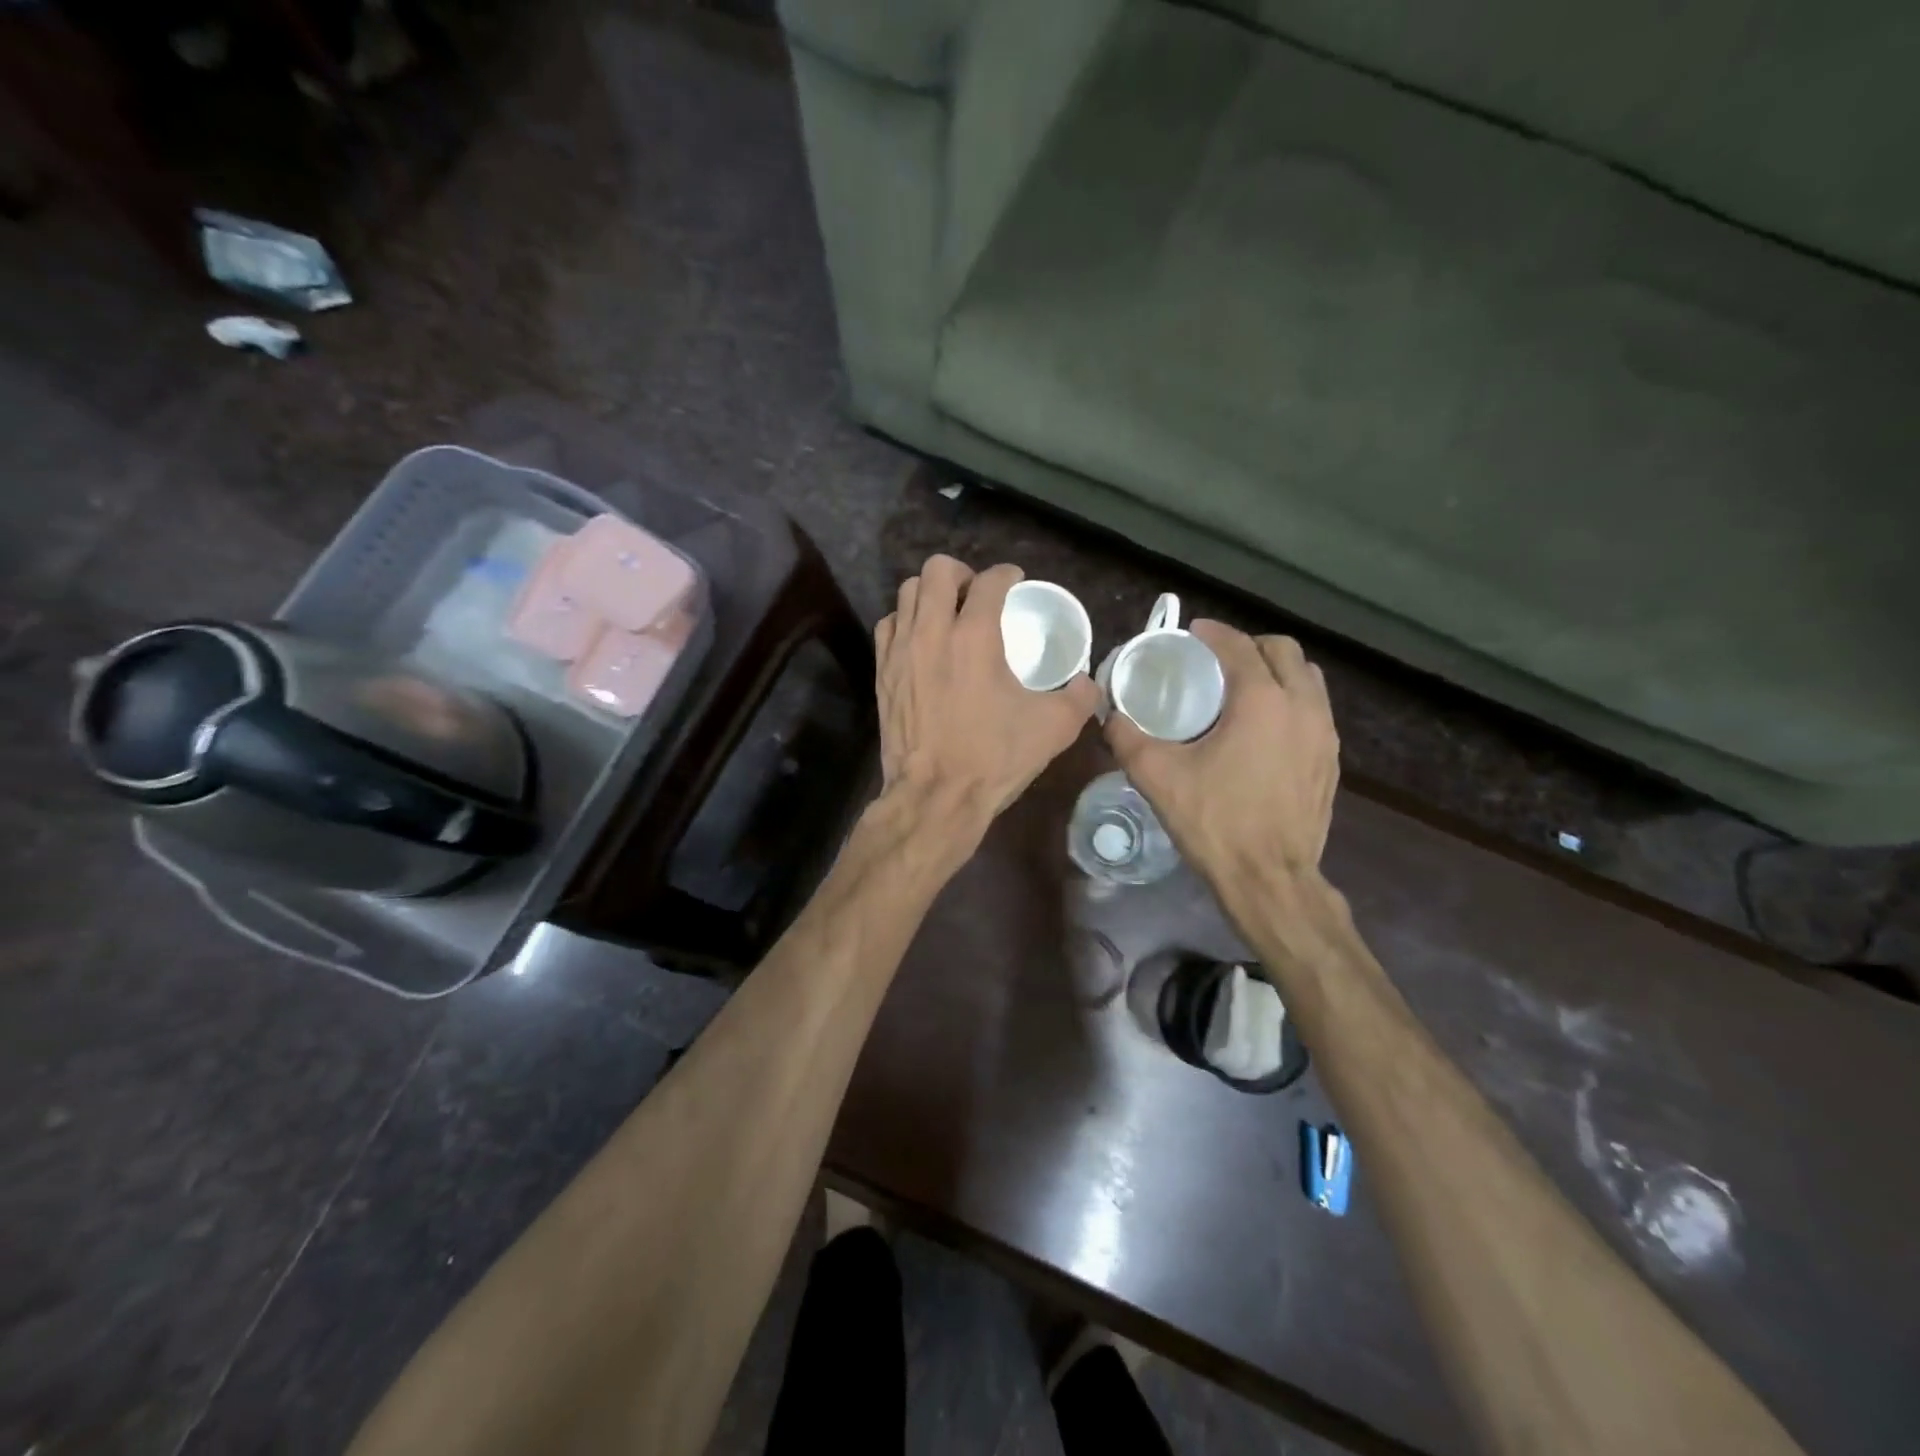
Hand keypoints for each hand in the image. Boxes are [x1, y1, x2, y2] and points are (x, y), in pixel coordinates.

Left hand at [875, 556, 1098, 827]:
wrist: (936, 796)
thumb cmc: (994, 758)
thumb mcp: (1054, 728)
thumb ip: (1080, 697)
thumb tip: (1088, 683)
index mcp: (974, 636)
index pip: (989, 581)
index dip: (1006, 574)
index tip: (1014, 581)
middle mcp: (932, 631)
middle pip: (937, 570)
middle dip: (961, 573)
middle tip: (976, 595)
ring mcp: (900, 651)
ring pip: (907, 593)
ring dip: (930, 594)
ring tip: (947, 613)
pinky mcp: (881, 673)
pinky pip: (888, 626)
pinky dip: (906, 621)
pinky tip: (921, 641)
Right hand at [1106, 622, 1338, 881]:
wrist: (1269, 879)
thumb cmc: (1215, 822)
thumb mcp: (1158, 777)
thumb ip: (1127, 738)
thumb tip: (1110, 716)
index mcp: (1262, 701)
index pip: (1240, 647)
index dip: (1215, 633)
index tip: (1193, 632)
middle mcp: (1302, 707)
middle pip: (1285, 651)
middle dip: (1251, 645)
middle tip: (1218, 659)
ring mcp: (1323, 735)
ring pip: (1308, 679)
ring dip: (1278, 671)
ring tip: (1245, 688)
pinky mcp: (1330, 762)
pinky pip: (1315, 711)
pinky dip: (1292, 701)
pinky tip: (1265, 729)